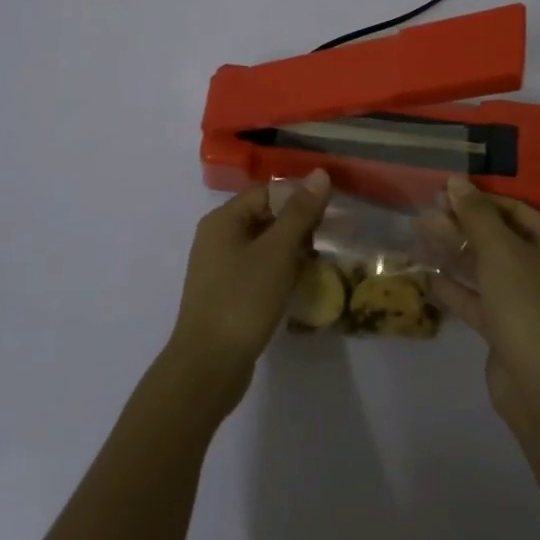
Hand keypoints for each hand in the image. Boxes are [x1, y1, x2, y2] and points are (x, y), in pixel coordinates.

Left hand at [166, 170, 331, 409]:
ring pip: (264, 246)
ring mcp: (220, 269)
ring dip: (292, 251)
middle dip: (299, 225)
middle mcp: (218, 238)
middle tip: (332, 238)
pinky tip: (302, 285)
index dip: (299, 197)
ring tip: (322, 262)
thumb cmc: (243, 300)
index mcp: (223, 220)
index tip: (331, 212)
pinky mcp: (227, 295)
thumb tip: (320, 174)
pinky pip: (258, 271)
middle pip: (265, 217)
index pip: (267, 193)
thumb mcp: (276, 252)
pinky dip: (280, 272)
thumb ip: (299, 212)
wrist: (208, 366)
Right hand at [428, 176, 539, 433]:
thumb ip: (476, 215)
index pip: (515, 209)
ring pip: (486, 268)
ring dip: (454, 252)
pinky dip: (455, 288)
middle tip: (424, 214)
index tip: (442, 192)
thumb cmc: (529, 305)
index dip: (478, 199)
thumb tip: (457, 181)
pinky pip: (479, 299)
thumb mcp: (500, 251)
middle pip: (499, 237)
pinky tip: (426, 276)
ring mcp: (528, 302)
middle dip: (462, 225)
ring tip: (418, 234)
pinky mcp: (509, 329)